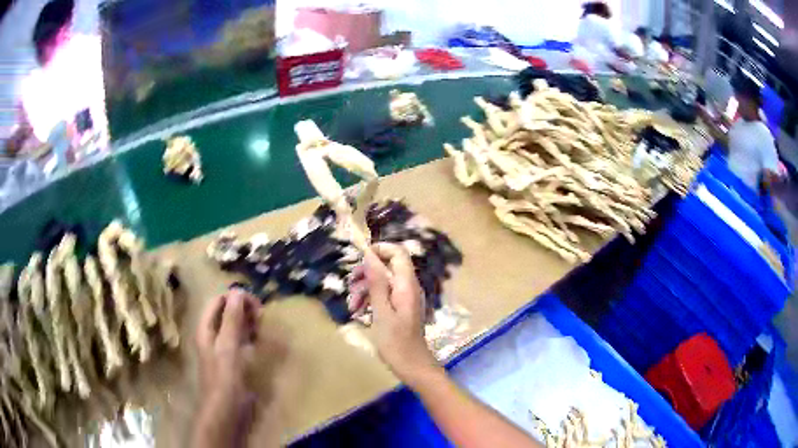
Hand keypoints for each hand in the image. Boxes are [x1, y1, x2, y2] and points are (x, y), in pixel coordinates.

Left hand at [195, 288, 258, 411]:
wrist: (225, 411)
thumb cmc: (224, 378)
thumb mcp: (228, 346)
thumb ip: (231, 319)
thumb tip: (237, 291)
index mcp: (206, 328)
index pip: (218, 301)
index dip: (235, 298)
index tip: (256, 305)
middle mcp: (212, 335)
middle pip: (225, 312)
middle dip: (243, 309)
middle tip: (261, 317)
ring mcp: (221, 348)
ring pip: (233, 326)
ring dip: (247, 322)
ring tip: (262, 327)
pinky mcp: (231, 361)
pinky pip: (240, 341)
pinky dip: (249, 336)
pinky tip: (258, 342)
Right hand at [351, 243, 439, 385]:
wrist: (413, 366)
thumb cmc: (396, 342)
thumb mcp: (381, 312)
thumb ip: (377, 283)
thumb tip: (370, 256)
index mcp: (407, 285)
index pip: (398, 252)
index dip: (380, 249)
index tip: (360, 259)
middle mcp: (408, 287)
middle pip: (387, 267)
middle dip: (366, 274)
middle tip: (350, 285)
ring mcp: (405, 298)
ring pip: (383, 282)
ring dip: (365, 290)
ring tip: (352, 307)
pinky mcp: (401, 309)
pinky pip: (385, 296)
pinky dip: (371, 301)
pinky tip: (360, 314)